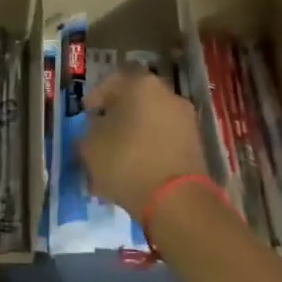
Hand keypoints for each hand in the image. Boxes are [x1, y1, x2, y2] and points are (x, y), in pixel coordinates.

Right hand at [79, 66, 210, 217]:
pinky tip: (136, 170)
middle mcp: (168, 94)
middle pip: (134, 101)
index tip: (86, 115)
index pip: (112, 80)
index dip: (95, 98)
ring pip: (150, 121)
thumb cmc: (127, 163)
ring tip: (117, 159)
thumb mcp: (90, 147)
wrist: (177, 201)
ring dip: (133, 135)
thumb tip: (95, 131)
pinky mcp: (196, 145)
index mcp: (141, 84)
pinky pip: (164, 140)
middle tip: (100, 137)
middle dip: (116, 117)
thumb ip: (88, 133)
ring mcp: (186, 119)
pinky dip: (149, 149)